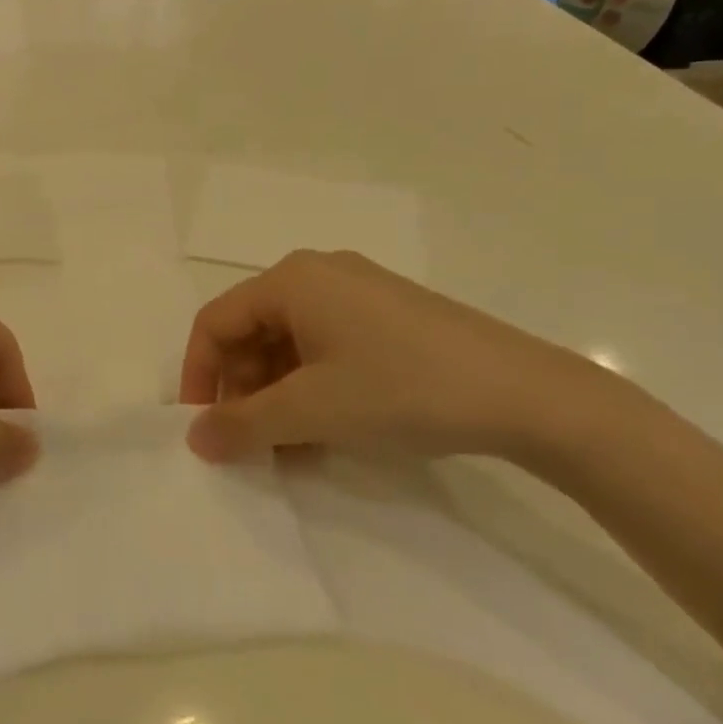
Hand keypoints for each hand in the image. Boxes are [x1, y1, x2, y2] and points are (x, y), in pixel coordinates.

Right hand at [179, 250, 637, 467]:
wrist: (527, 395)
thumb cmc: (401, 389)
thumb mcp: (312, 411)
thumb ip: (243, 424)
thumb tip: (195, 438)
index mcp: (292, 280)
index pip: (216, 321)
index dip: (198, 375)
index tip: (201, 428)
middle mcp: (319, 275)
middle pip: (252, 331)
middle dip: (242, 390)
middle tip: (249, 443)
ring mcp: (359, 294)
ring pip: (290, 344)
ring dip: (277, 396)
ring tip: (288, 448)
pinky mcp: (389, 317)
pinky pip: (328, 348)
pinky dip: (313, 388)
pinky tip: (326, 432)